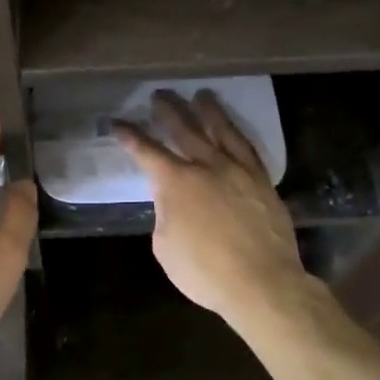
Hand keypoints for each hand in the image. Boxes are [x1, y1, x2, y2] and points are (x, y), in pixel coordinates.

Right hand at [115, 91, 308, 329]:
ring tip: (201, 95)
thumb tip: (173, 202)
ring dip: (208, 111)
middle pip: (184, 130)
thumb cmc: (204, 272)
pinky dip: (237, 134)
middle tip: (159, 95)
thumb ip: (166, 214)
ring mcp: (239, 171)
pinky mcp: (262, 182)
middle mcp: (207, 167)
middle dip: (168, 111)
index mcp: (176, 182)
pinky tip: (232, 130)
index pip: (146, 152)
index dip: (129, 136)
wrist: (262, 284)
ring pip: (221, 131)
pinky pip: (248, 148)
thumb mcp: (165, 246)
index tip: (117, 123)